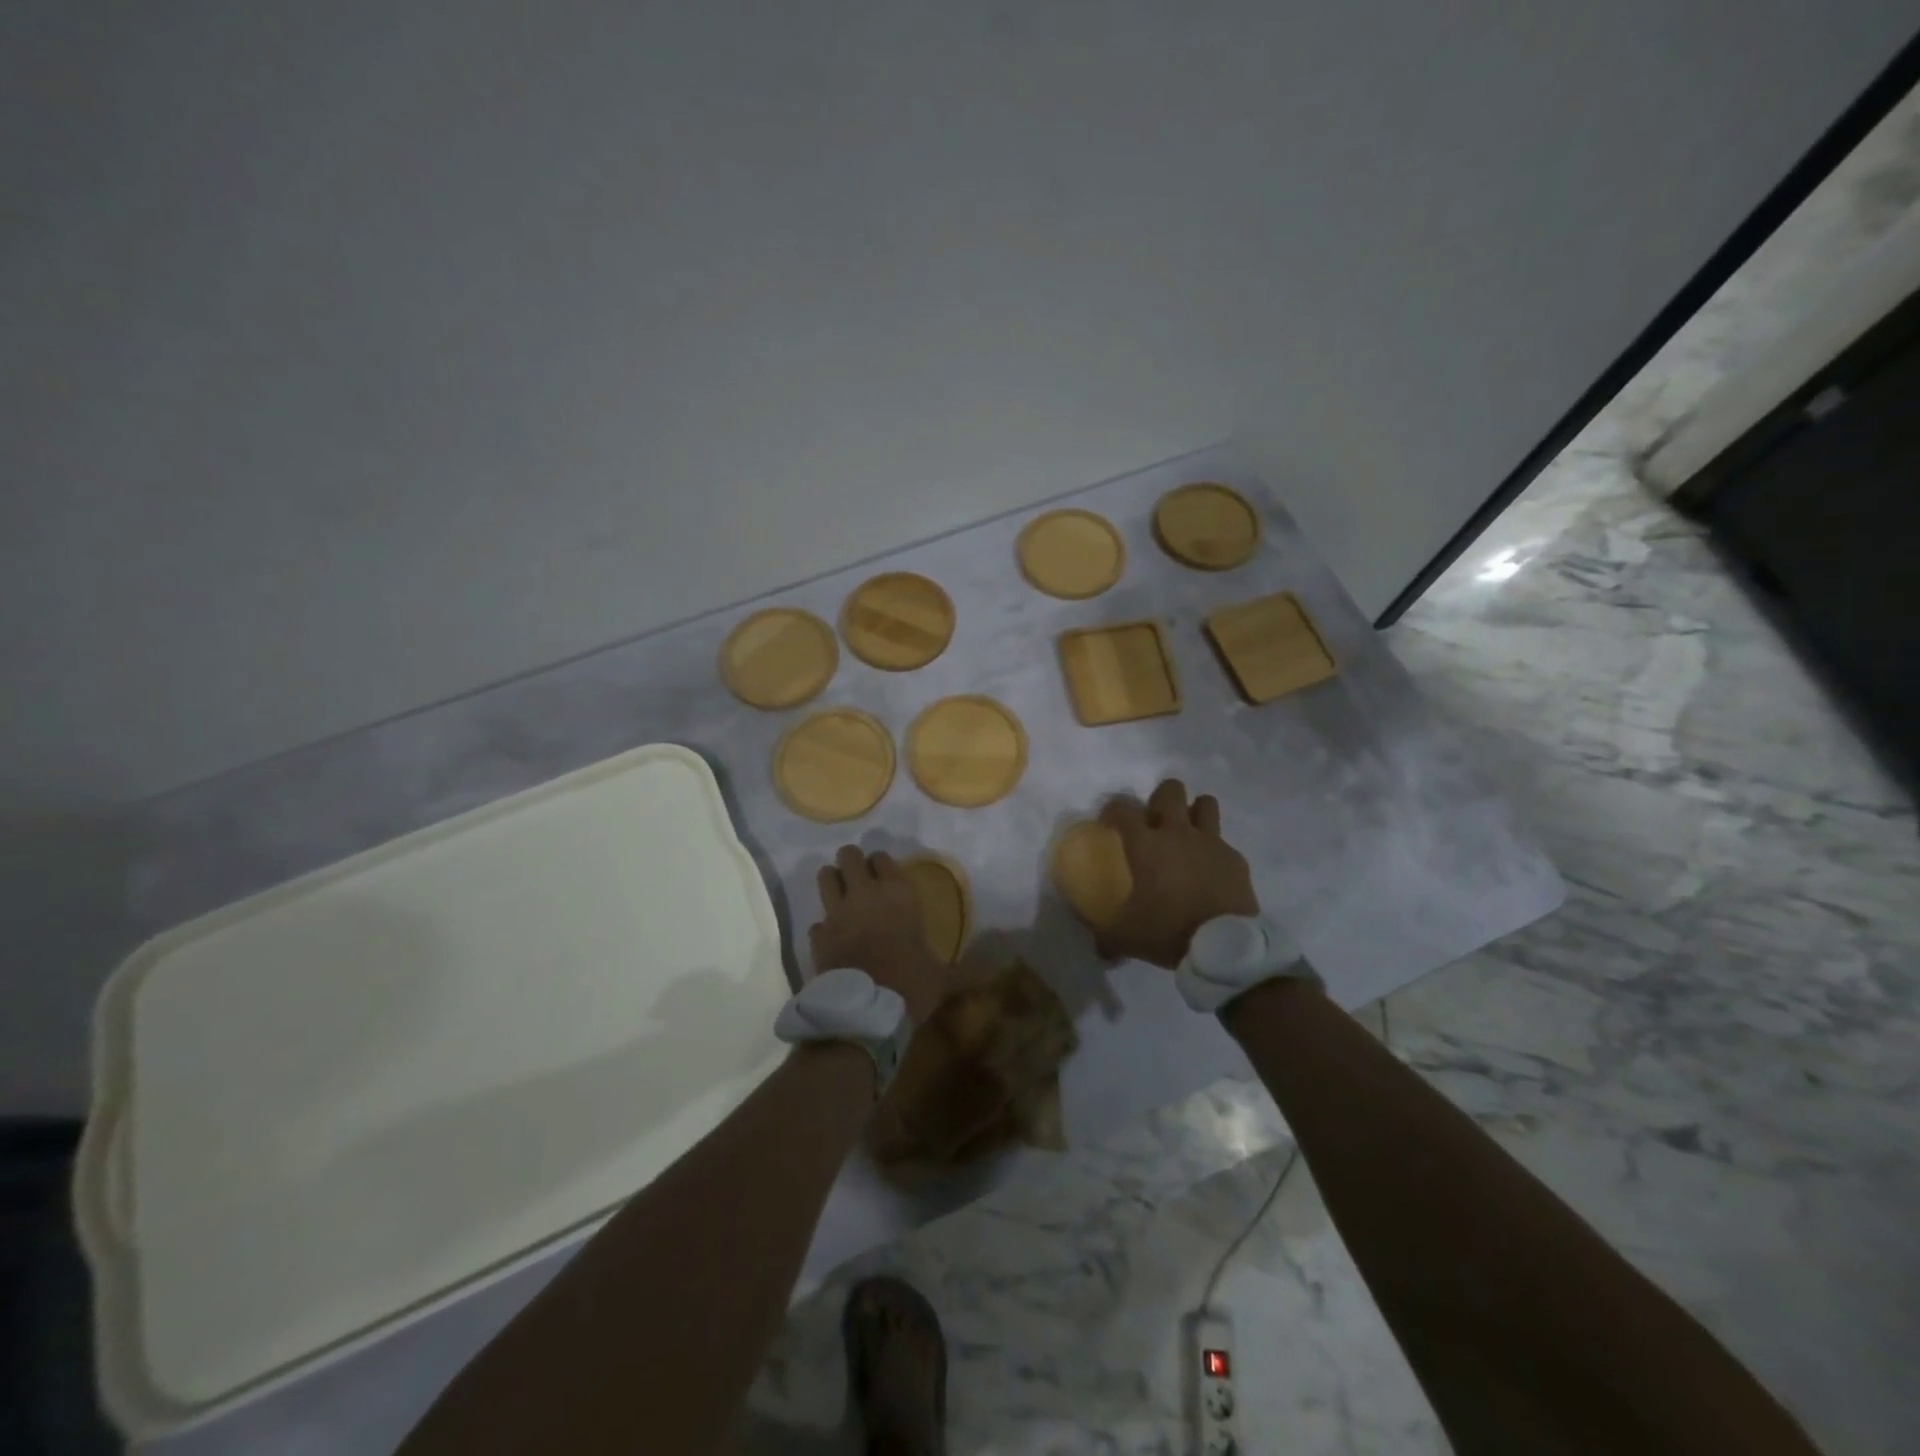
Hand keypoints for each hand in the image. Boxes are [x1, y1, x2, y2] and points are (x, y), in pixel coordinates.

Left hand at [809, 847, 946, 1024]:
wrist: (866, 1012)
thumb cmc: (910, 984)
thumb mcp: (942, 978)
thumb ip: (963, 972)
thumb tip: (993, 975)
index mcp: (899, 895)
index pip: (883, 858)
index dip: (881, 863)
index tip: (884, 873)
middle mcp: (865, 894)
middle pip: (849, 857)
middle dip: (851, 862)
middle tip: (858, 877)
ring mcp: (837, 913)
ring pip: (824, 877)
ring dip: (831, 882)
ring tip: (840, 895)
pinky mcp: (818, 936)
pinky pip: (816, 921)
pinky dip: (822, 927)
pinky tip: (831, 938)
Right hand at [1096, 779, 1258, 967]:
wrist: (1223, 947)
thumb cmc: (1168, 931)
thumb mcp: (1126, 937)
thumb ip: (1106, 937)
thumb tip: (1098, 948)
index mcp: (1146, 845)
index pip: (1122, 808)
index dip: (1113, 810)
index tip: (1110, 824)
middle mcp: (1178, 833)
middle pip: (1170, 790)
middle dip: (1160, 798)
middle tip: (1155, 821)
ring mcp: (1211, 842)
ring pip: (1205, 803)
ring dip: (1194, 812)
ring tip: (1187, 832)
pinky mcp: (1235, 858)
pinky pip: (1223, 842)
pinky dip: (1215, 850)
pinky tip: (1211, 871)